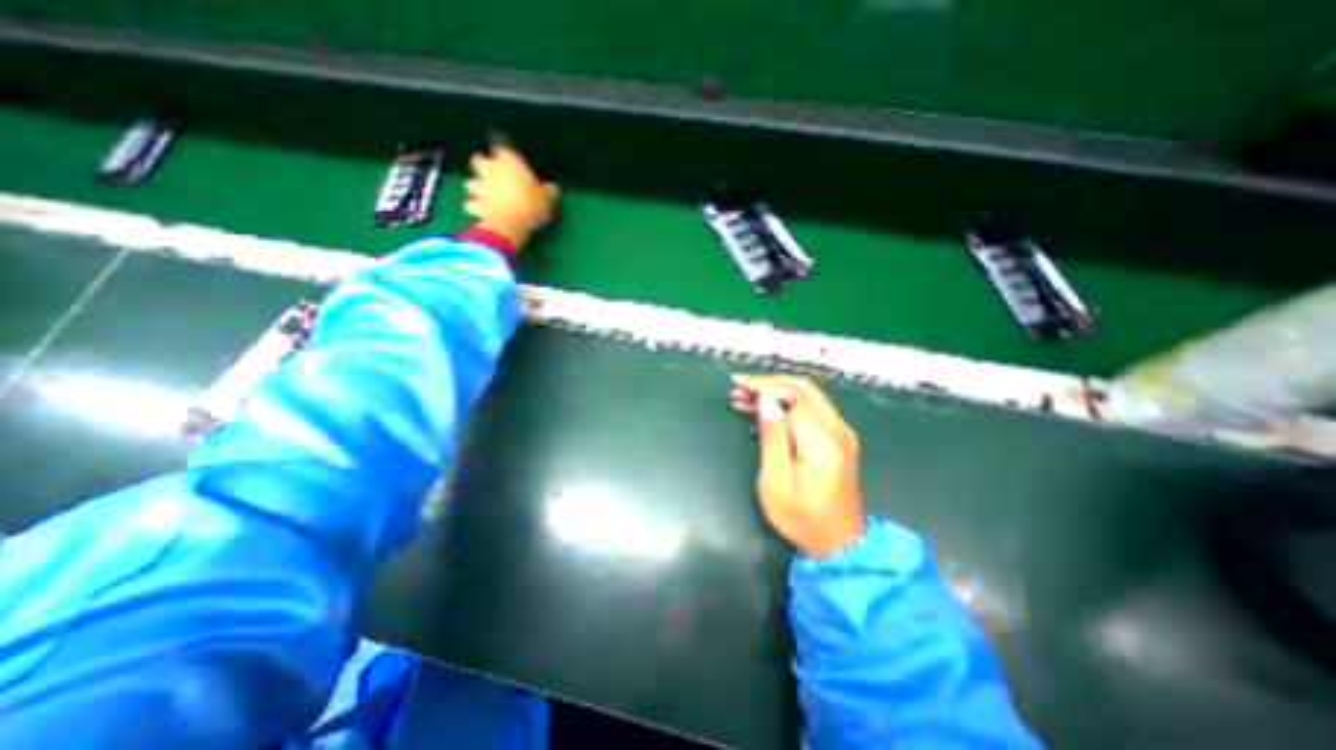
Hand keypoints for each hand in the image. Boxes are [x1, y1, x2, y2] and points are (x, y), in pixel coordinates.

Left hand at [466, 139, 557, 253]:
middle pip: (478, 160)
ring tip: (483, 194)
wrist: (509, 225)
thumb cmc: (530, 207)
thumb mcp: (547, 201)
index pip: (500, 146)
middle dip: (482, 165)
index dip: (501, 149)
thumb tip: (554, 188)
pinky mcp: (475, 205)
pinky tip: (480, 211)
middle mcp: (490, 170)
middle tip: (491, 173)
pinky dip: (474, 207)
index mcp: (509, 162)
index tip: (504, 152)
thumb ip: (549, 192)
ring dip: (475, 187)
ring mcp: (480, 187)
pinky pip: (471, 204)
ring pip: (470, 182)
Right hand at [729, 372, 867, 556]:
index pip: (792, 396)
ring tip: (745, 398)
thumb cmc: (801, 518)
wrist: (840, 543)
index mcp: (822, 441)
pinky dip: (788, 401)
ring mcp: (842, 431)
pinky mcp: (839, 437)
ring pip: (808, 394)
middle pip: (803, 387)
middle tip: (739, 389)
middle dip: (769, 382)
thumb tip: (766, 400)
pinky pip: (812, 407)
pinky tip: (766, 410)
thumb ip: (773, 438)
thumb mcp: (776, 482)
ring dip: (777, 390)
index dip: (763, 385)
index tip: (737, 383)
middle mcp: (837, 429)